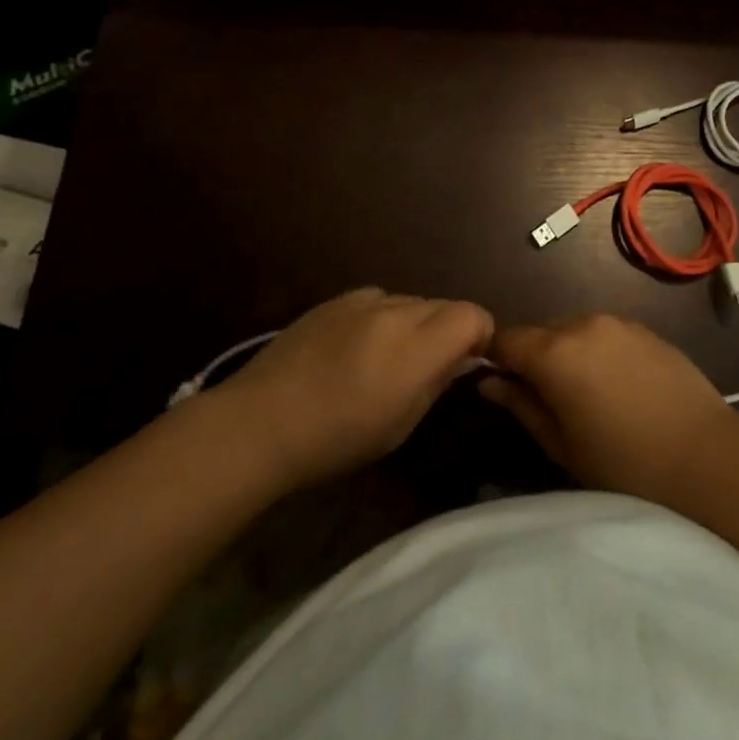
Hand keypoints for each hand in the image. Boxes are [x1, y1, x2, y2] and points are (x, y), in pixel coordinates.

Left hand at [213, 288, 493, 488]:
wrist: (259, 423)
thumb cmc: (335, 440)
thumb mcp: (400, 425)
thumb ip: (437, 381)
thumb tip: (460, 357)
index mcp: (415, 347)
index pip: (472, 314)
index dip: (479, 335)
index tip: (467, 362)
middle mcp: (393, 312)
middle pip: (443, 304)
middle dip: (448, 330)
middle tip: (428, 366)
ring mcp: (360, 301)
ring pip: (411, 300)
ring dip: (415, 323)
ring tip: (388, 357)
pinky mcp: (333, 300)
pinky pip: (377, 299)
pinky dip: (383, 316)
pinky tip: (358, 345)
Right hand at [480, 315, 738, 503]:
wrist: (708, 459)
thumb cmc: (624, 465)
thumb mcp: (561, 444)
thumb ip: (521, 405)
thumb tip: (489, 382)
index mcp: (554, 352)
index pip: (505, 339)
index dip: (495, 359)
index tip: (498, 385)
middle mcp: (582, 324)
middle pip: (540, 331)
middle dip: (532, 356)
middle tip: (544, 397)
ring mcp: (618, 323)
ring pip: (573, 329)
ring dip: (566, 351)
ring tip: (583, 393)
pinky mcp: (647, 330)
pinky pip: (606, 333)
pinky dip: (597, 350)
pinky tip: (616, 385)